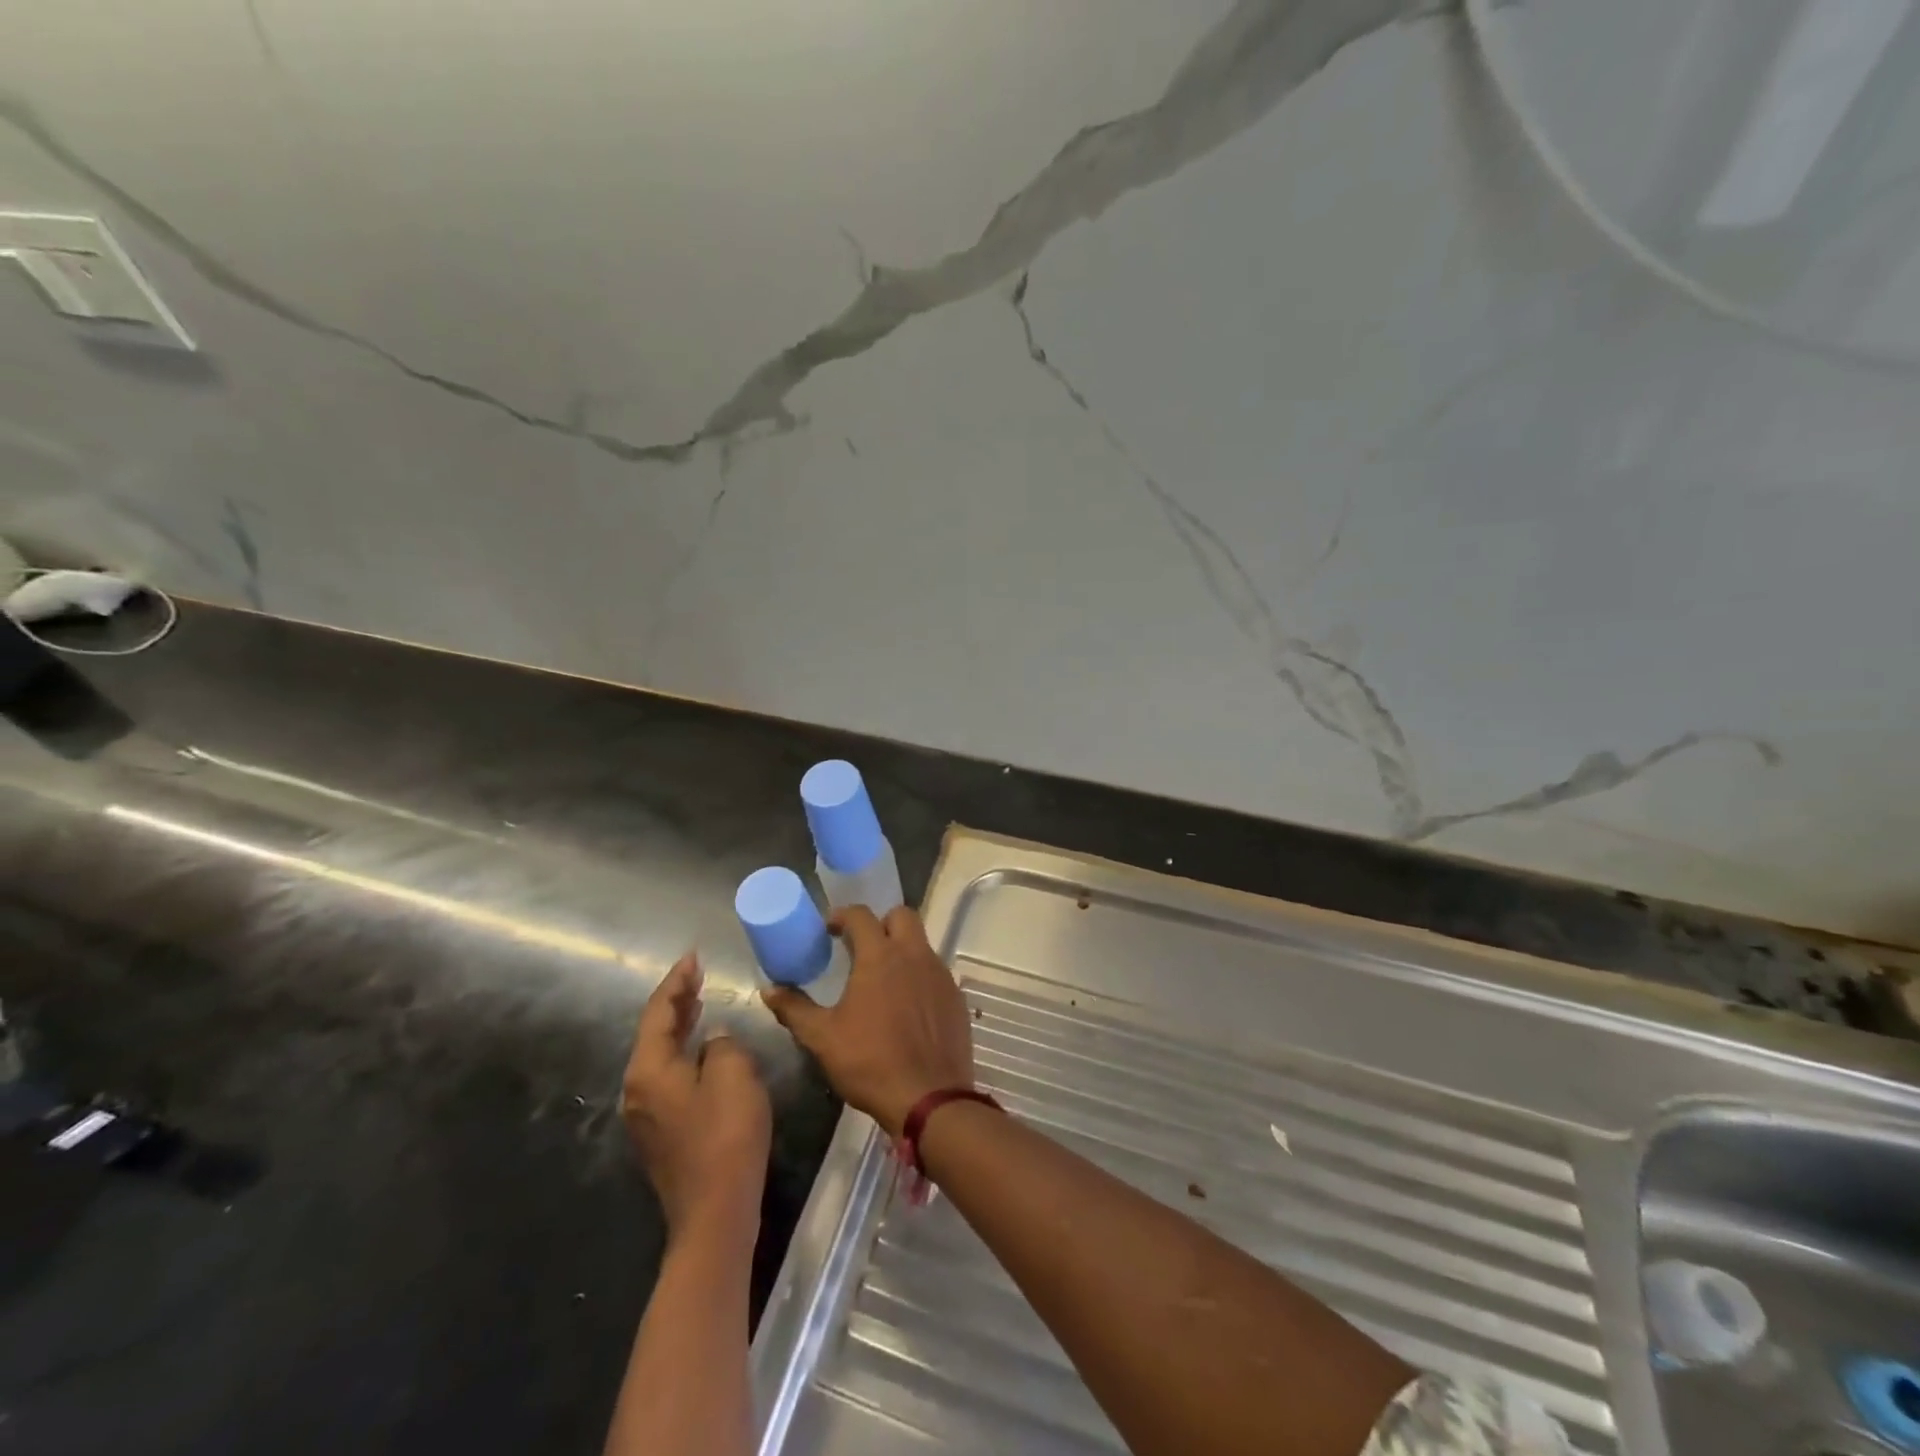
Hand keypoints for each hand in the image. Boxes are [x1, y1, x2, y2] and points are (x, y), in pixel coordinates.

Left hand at [622, 953, 771, 1236]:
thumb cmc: (726, 1136)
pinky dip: (683, 1051)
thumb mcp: (734, 1075)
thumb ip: (722, 1045)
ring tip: (699, 1001)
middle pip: (654, 1032)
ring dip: (679, 1025)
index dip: (677, 981)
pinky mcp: (661, 1132)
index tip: (693, 957)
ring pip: (660, 1055)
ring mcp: (646, 1114)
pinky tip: (703, 1048)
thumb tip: (714, 1041)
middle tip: (697, 974)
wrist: (715, 1212)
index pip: (658, 1012)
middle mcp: (637, 1089)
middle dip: (676, 1000)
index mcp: (649, 1070)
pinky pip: (668, 1075)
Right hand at [761, 906, 973, 1137]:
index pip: (861, 915)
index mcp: (880, 956)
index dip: (843, 915)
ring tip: (882, 978)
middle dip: (881, 922)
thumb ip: (795, 1009)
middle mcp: (914, 955)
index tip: (830, 929)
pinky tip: (907, 1005)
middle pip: (901, 916)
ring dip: (902, 949)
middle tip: (862, 946)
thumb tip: (769, 989)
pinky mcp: (955, 997)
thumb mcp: (823, 1038)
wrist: (929, 1098)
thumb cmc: (870, 1063)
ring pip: (921, 943)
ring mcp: (940, 974)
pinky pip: (935, 972)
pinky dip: (919, 976)